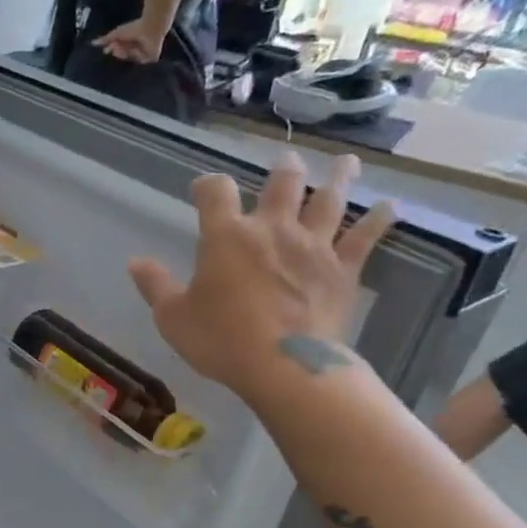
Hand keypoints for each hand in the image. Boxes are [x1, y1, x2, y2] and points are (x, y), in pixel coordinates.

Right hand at [93, 17, 168, 63]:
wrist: (149, 27)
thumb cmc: (134, 27)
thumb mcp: (117, 34)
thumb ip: (106, 39)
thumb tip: (93, 43)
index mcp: (133, 41)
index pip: (121, 49)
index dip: (114, 49)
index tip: (106, 49)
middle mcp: (139, 47)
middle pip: (125, 55)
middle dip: (118, 51)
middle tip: (113, 47)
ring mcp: (146, 53)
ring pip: (132, 58)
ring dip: (125, 52)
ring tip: (121, 46)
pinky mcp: (153, 57)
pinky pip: (141, 60)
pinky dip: (136, 55)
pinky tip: (136, 48)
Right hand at [127, 155, 393, 401]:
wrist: (284, 366)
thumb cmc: (221, 340)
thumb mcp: (173, 317)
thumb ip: (155, 286)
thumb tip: (135, 262)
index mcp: (226, 236)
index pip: (214, 192)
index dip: (207, 185)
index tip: (202, 189)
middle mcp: (272, 229)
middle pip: (281, 184)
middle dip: (283, 170)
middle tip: (287, 161)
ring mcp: (313, 246)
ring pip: (329, 200)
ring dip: (337, 178)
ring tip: (345, 163)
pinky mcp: (342, 269)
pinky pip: (364, 238)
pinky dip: (379, 220)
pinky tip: (391, 206)